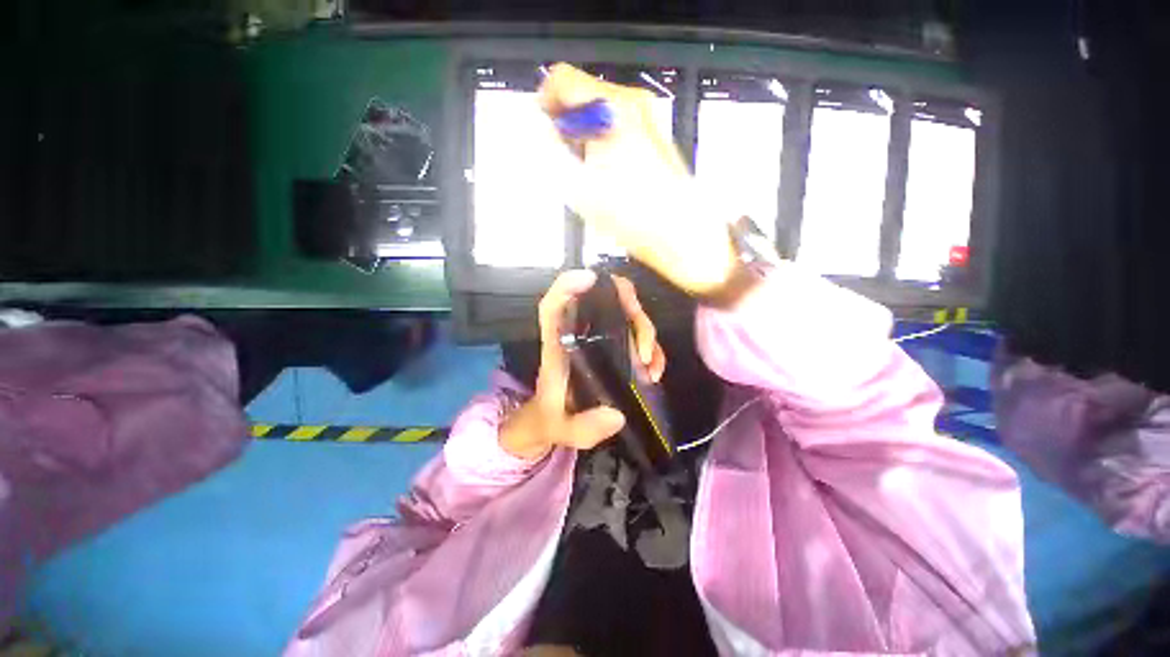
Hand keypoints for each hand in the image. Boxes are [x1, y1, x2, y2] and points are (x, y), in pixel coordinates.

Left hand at [499, 270, 665, 460]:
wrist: (552, 421)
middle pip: (602, 303)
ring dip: (644, 330)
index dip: (567, 286)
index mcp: (557, 348)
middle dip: (628, 309)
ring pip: (624, 316)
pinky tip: (654, 371)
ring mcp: (598, 341)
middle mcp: (578, 337)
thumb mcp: (561, 428)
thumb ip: (583, 426)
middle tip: (644, 344)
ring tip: (650, 364)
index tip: (590, 277)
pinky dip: (650, 348)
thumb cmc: (551, 418)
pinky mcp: (612, 351)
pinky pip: (635, 337)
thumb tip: (616, 415)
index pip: (553, 307)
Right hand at [539, 63, 737, 296]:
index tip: (544, 129)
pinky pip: (618, 127)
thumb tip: (543, 135)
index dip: (546, 103)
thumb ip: (551, 153)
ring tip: (587, 172)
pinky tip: (607, 174)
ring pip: (601, 113)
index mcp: (609, 109)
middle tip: (563, 157)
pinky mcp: (655, 136)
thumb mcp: (578, 188)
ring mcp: (647, 119)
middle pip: (584, 95)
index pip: (563, 79)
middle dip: (567, 124)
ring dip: (585, 135)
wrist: (677, 231)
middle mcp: (631, 104)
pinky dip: (604, 143)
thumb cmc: (633, 214)